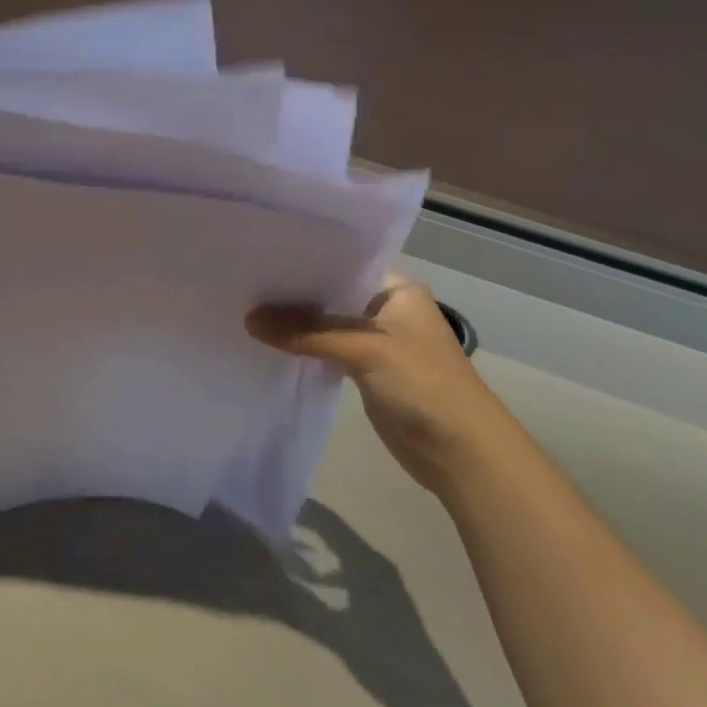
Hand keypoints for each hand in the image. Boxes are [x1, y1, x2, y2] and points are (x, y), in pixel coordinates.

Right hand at [248, 272, 520, 496]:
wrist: (461, 453)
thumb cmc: (424, 385)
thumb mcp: (366, 349)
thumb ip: (307, 332)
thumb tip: (248, 319)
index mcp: (397, 289)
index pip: (344, 262)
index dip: (305, 259)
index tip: (262, 253)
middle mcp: (385, 308)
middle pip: (330, 293)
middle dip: (293, 291)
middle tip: (245, 280)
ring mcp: (375, 342)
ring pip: (325, 323)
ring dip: (295, 321)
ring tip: (247, 306)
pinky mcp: (364, 371)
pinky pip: (326, 349)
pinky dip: (302, 346)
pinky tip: (269, 341)